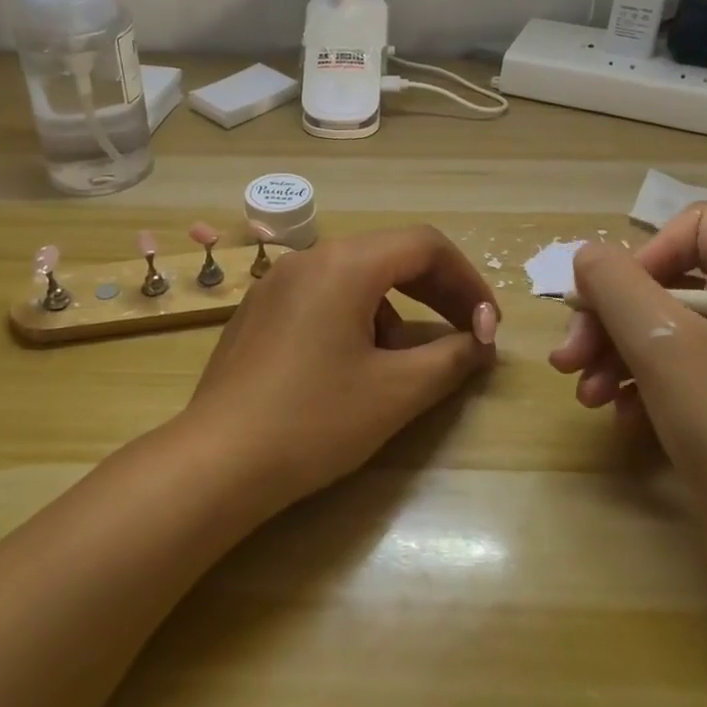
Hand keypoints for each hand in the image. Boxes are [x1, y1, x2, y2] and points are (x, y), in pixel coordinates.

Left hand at [178, 226, 499, 512]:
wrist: (218, 461)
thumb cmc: (314, 421)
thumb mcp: (396, 392)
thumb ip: (451, 358)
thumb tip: (481, 342)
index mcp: (344, 264)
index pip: (425, 246)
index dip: (468, 281)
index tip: (489, 327)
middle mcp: (308, 258)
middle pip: (390, 255)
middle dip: (437, 293)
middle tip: (467, 335)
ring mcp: (276, 282)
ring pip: (356, 277)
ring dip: (395, 309)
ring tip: (402, 364)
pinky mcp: (258, 310)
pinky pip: (322, 295)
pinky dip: (357, 316)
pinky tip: (352, 365)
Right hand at [548, 204, 706, 622]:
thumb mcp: (666, 346)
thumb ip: (617, 286)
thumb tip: (588, 256)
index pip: (696, 228)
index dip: (644, 254)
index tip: (610, 300)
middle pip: (663, 285)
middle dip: (608, 318)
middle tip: (568, 358)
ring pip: (658, 334)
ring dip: (611, 357)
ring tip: (584, 396)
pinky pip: (669, 379)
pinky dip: (635, 393)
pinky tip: (618, 422)